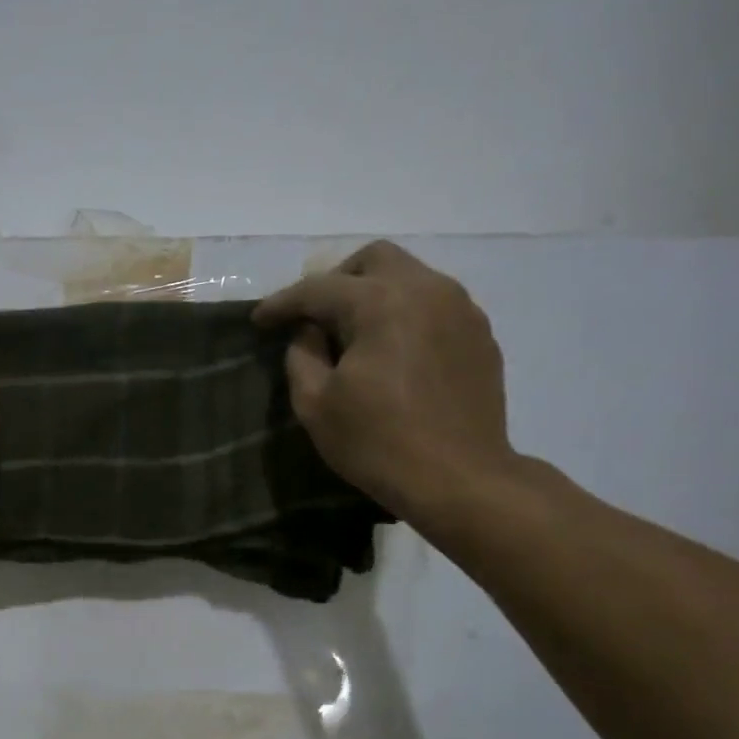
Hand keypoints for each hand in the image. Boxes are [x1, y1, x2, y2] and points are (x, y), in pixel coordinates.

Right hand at [253, 241, 519, 524]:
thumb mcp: (315, 404)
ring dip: (373, 295)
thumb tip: (309, 332)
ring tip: (353, 336)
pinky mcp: (479, 335)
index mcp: (381, 303)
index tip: (258, 320)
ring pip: (409, 277)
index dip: (282, 303)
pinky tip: (392, 353)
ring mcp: (461, 309)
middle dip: (336, 281)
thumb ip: (302, 355)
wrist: (459, 479)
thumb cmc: (377, 443)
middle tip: (313, 318)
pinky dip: (404, 315)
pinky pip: (434, 305)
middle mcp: (426, 290)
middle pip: (374, 260)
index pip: (319, 288)